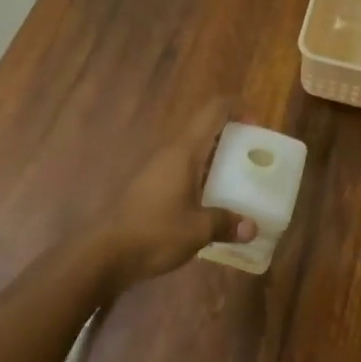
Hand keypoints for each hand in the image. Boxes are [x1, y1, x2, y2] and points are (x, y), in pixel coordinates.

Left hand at [91, 97, 256, 290]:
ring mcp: (157, 168)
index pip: (213, 111)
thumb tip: (252, 227)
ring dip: (215, 156)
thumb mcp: (197, 231)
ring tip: (238, 178)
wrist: (103, 253)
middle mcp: (170, 152)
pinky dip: (201, 174)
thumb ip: (226, 223)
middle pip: (204, 128)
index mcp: (184, 151)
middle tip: (253, 155)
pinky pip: (183, 168)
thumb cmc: (154, 233)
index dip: (236, 108)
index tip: (257, 124)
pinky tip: (211, 200)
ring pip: (193, 150)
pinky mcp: (149, 186)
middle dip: (230, 135)